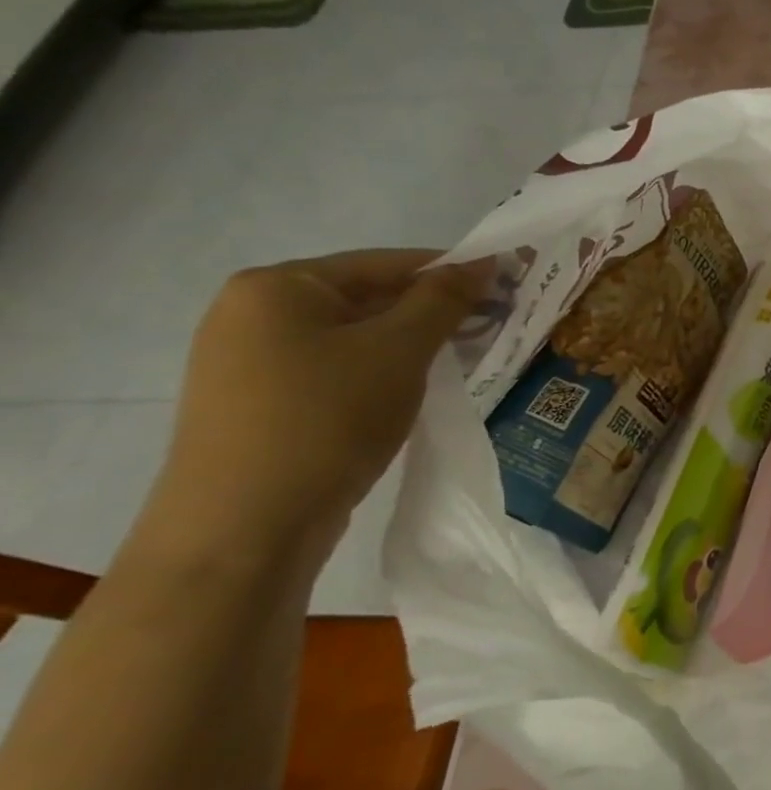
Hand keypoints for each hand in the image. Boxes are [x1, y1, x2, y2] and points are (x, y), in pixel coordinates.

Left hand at [154, 249, 489, 572]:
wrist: (244, 527)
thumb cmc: (326, 419)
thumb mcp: (399, 351)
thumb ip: (443, 300)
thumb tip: (482, 263)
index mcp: (277, 287)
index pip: (385, 262)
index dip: (452, 271)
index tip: (508, 284)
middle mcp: (251, 314)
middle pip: (367, 298)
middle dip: (433, 311)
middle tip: (495, 324)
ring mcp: (248, 362)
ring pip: (354, 338)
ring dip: (411, 344)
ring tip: (466, 358)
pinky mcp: (259, 404)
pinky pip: (336, 370)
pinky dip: (381, 372)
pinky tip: (416, 390)